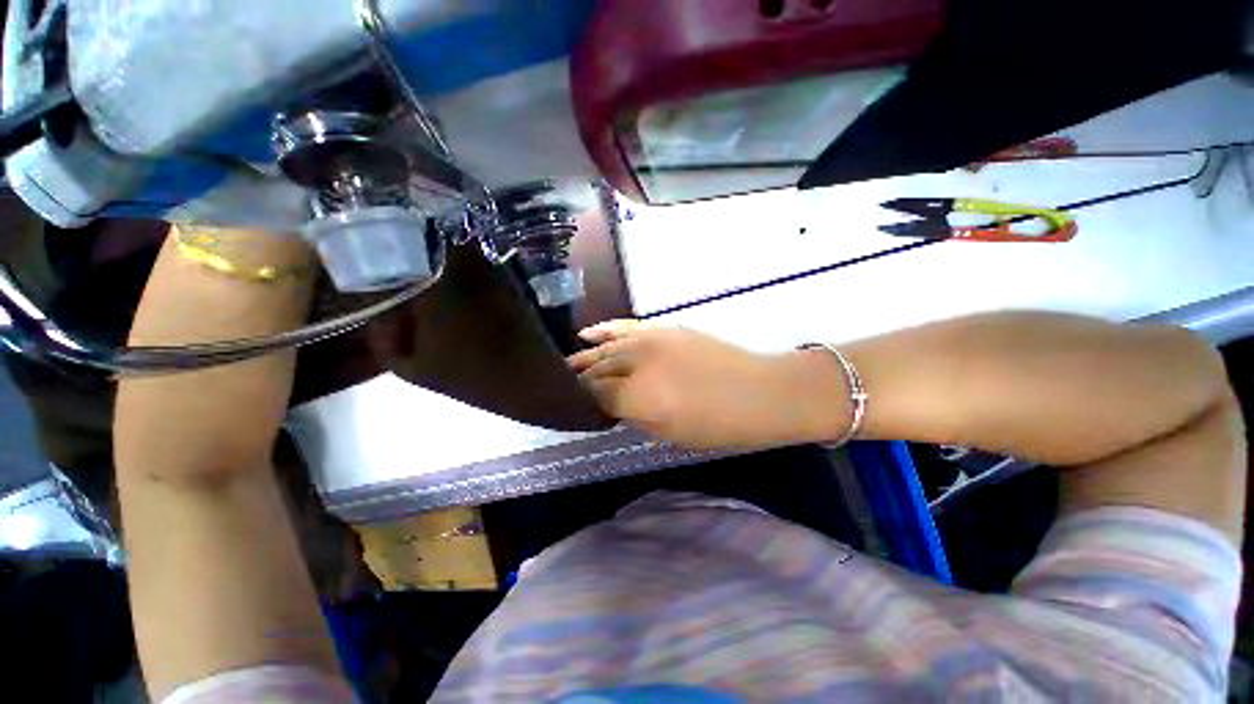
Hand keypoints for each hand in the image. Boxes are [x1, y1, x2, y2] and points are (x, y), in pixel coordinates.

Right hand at [568, 320, 849, 449]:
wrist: (760, 393)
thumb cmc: (719, 425)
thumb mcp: (670, 434)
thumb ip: (634, 416)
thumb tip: (612, 405)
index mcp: (638, 396)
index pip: (595, 395)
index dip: (581, 402)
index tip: (573, 408)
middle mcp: (637, 363)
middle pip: (597, 370)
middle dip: (580, 380)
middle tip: (564, 388)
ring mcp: (650, 340)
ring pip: (607, 348)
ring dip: (585, 358)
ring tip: (567, 365)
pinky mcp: (663, 329)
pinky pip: (626, 327)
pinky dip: (604, 330)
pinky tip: (585, 334)